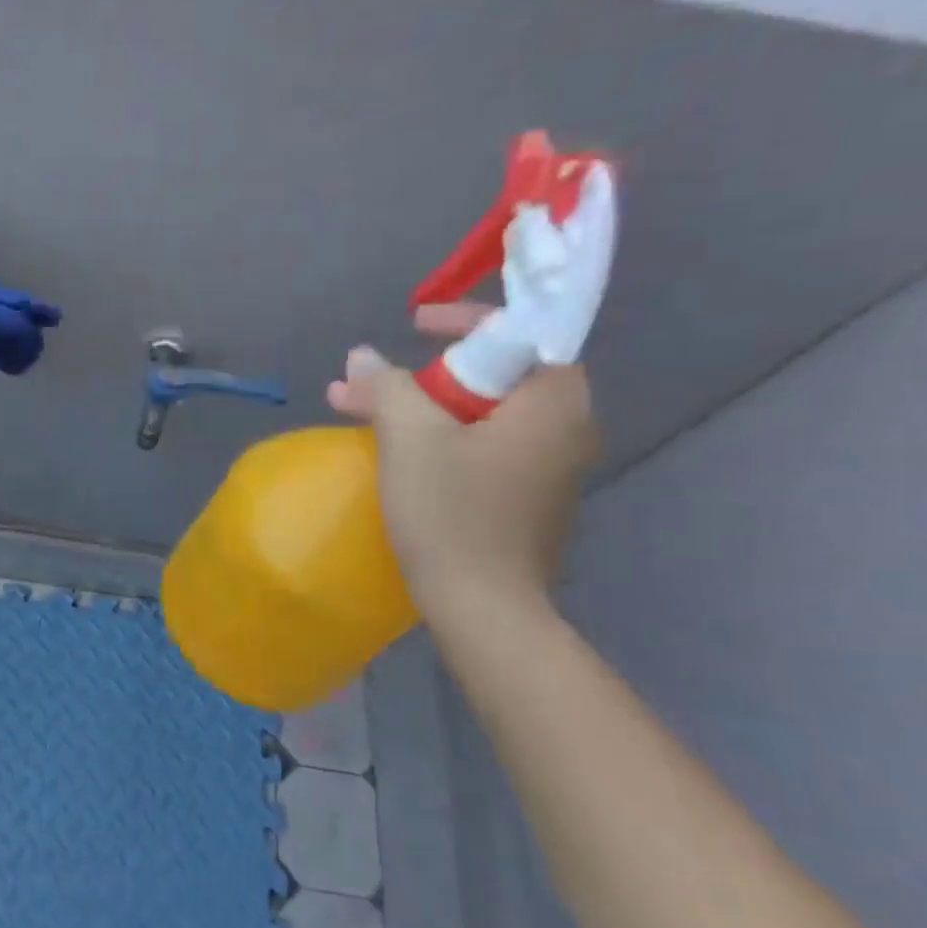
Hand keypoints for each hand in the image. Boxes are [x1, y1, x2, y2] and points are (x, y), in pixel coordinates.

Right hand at [325, 303, 597, 620]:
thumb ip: (387, 385)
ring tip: (361, 417)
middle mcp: (566, 428)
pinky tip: (396, 457)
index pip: (517, 331)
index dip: (461, 320)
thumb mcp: (410, 437)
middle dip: (423, 375)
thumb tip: (362, 357)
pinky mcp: (527, 502)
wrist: (483, 607)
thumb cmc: (451, 512)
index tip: (412, 326)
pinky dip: (440, 442)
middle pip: (492, 377)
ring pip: (481, 417)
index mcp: (553, 401)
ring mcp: (549, 470)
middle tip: (367, 385)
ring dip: (422, 410)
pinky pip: (483, 451)